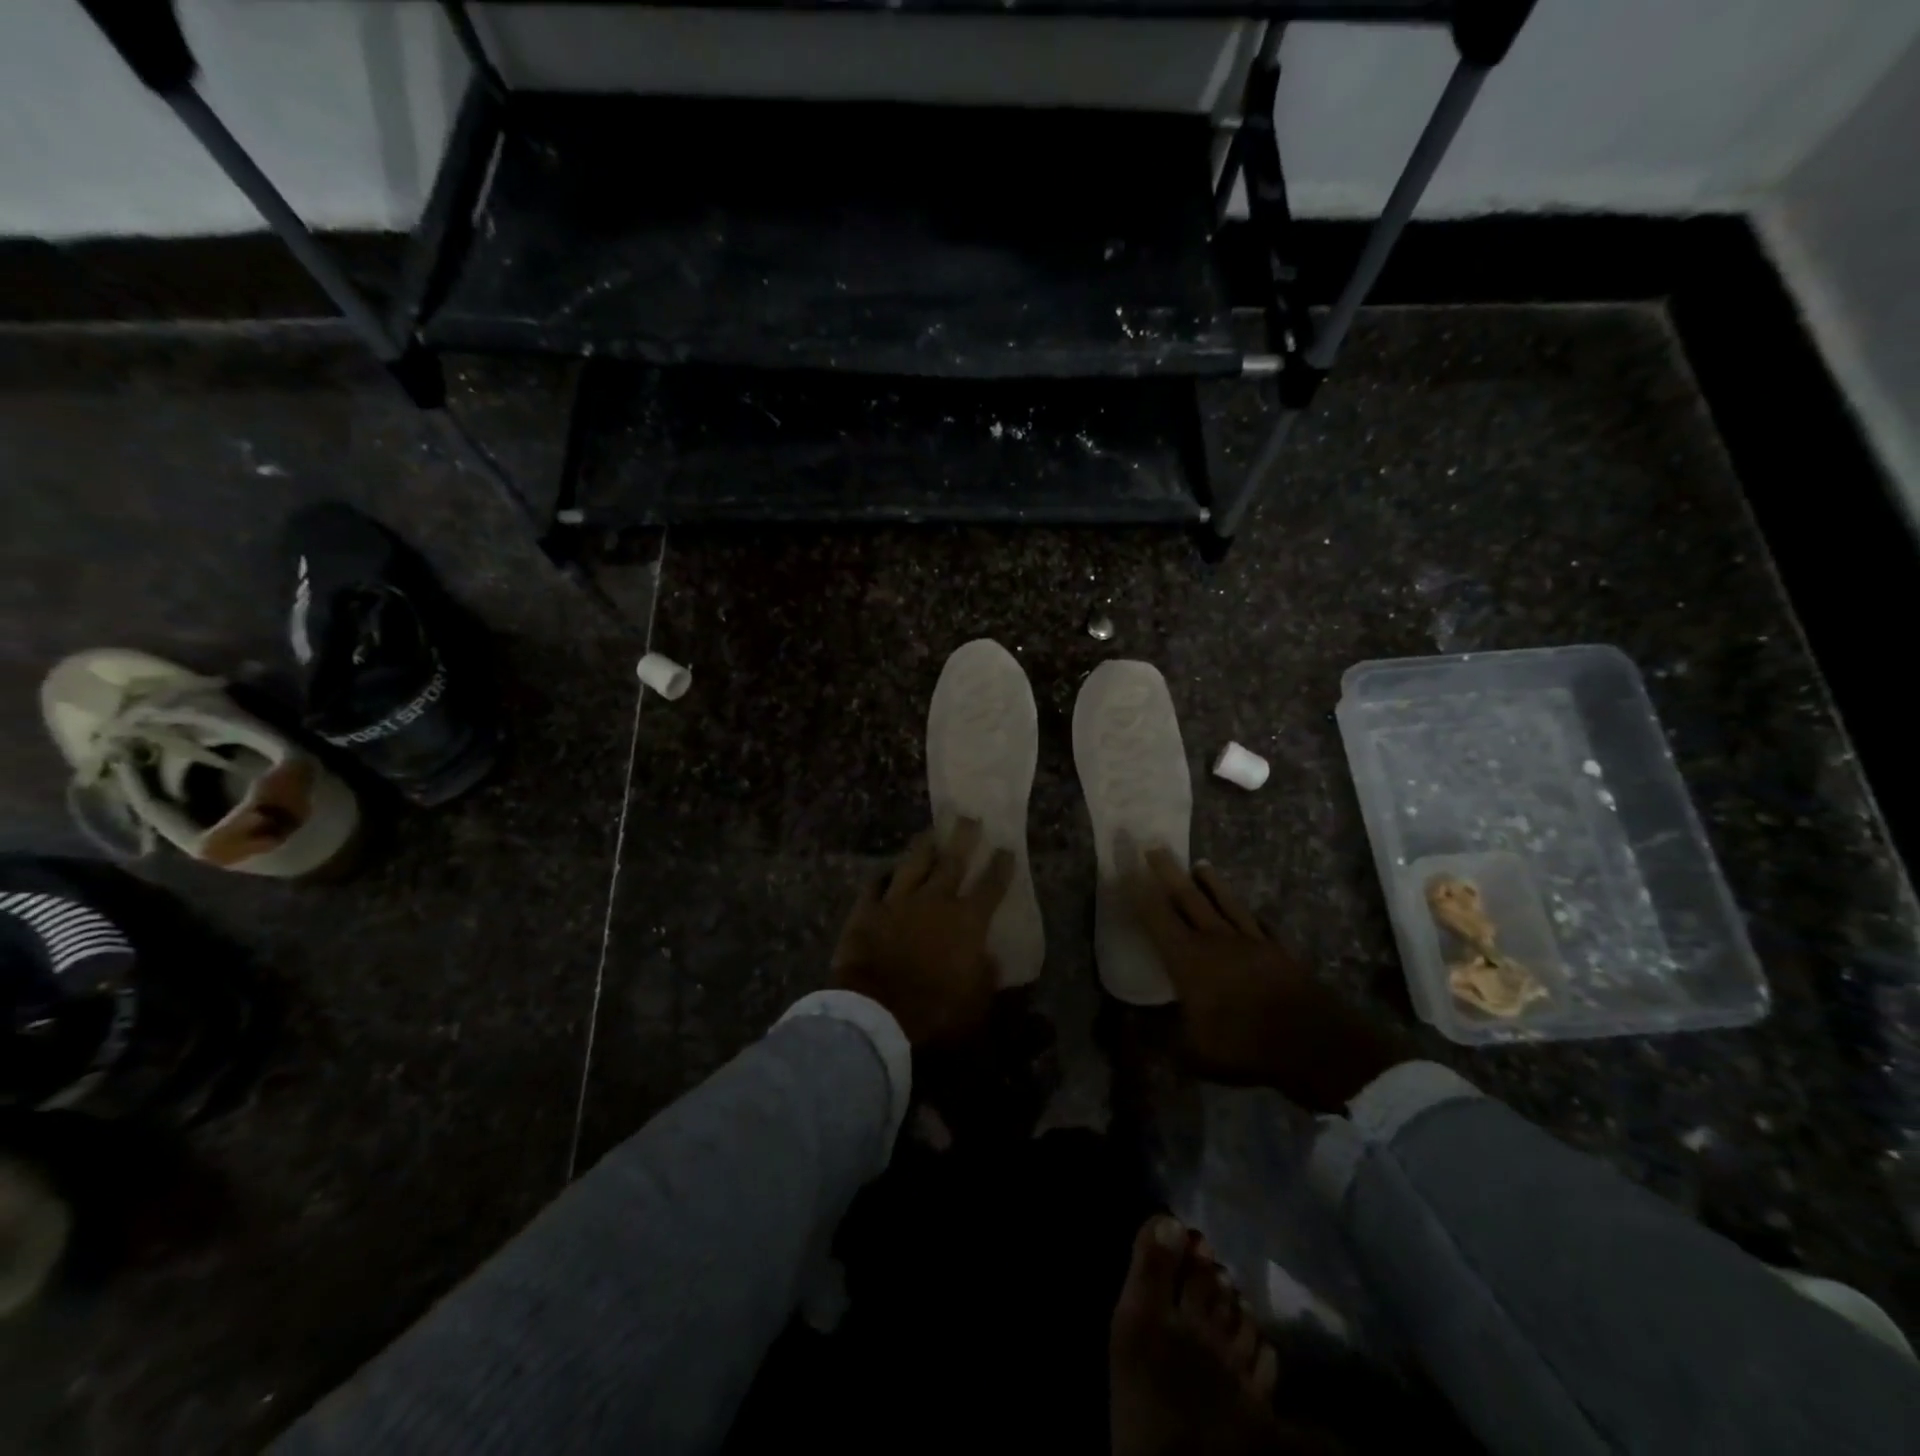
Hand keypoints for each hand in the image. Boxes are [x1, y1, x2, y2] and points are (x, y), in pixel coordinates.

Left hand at [832, 818, 1015, 1045]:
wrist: (876, 1011)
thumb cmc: (934, 1010)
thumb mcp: (976, 1003)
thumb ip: (987, 976)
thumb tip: (991, 958)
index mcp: (967, 921)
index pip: (990, 886)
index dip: (1000, 867)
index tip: (1007, 849)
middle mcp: (935, 901)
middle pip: (952, 862)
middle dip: (963, 838)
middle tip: (969, 818)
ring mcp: (898, 901)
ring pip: (914, 863)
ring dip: (924, 847)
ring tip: (930, 832)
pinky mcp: (867, 910)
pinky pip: (875, 885)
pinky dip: (883, 876)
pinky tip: (887, 870)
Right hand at [1125, 849, 1411, 1112]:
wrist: (1312, 1042)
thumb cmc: (1242, 1044)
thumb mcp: (1192, 1051)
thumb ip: (1163, 1036)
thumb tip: (1138, 1027)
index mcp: (1187, 958)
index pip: (1156, 917)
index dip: (1139, 893)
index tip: (1127, 869)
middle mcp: (1216, 940)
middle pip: (1188, 898)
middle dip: (1168, 872)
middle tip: (1155, 847)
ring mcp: (1251, 942)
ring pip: (1225, 903)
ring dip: (1211, 883)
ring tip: (1201, 864)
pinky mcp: (1280, 952)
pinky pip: (1261, 926)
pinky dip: (1253, 917)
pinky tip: (1253, 914)